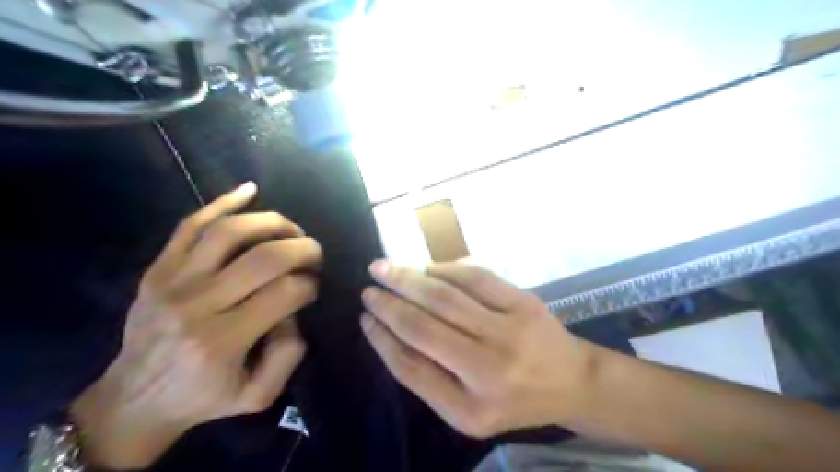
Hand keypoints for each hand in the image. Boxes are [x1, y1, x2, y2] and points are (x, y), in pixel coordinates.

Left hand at [70, 182, 322, 469]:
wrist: (133, 400)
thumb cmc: (203, 398)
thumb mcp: (258, 395)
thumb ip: (288, 355)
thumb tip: (295, 310)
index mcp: (223, 340)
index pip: (286, 292)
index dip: (310, 284)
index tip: (314, 288)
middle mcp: (197, 304)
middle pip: (264, 257)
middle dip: (303, 248)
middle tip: (315, 254)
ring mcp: (173, 281)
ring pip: (230, 232)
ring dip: (272, 222)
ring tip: (291, 229)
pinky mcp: (158, 269)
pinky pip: (190, 224)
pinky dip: (223, 202)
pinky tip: (250, 190)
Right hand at [360, 260, 596, 436]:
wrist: (573, 382)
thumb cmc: (515, 401)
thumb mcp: (467, 410)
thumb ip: (428, 378)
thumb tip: (389, 333)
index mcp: (470, 407)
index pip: (410, 367)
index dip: (381, 339)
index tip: (365, 318)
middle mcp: (489, 369)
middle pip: (424, 326)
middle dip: (389, 303)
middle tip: (368, 287)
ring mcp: (510, 330)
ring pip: (445, 297)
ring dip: (409, 279)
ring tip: (384, 268)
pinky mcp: (524, 302)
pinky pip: (476, 278)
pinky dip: (445, 269)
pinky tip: (426, 267)